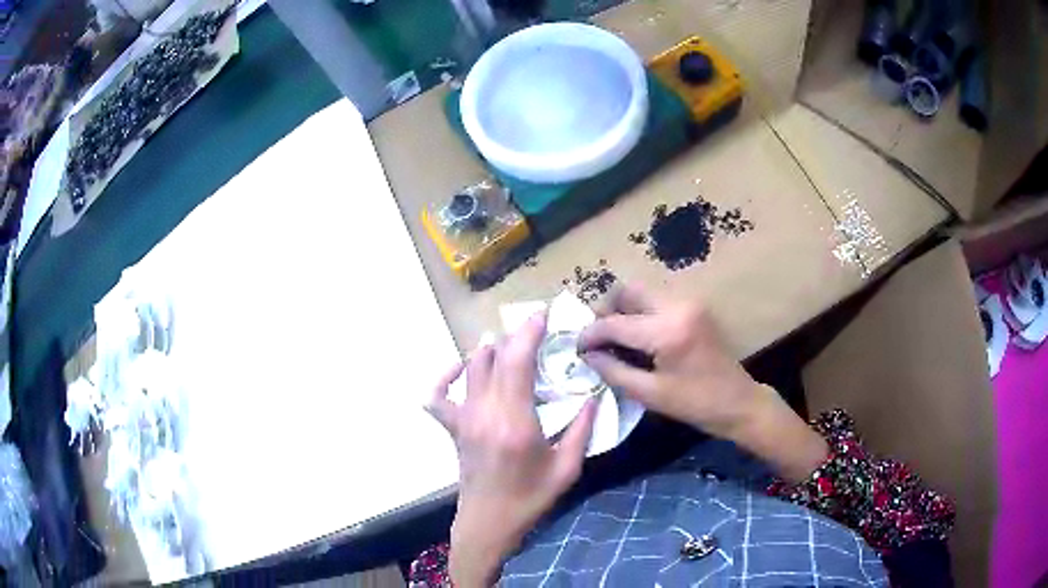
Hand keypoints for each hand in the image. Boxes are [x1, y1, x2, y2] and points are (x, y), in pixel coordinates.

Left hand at [427, 312, 597, 586]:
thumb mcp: (567, 468)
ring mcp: (464, 419)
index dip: (529, 333)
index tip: (542, 314)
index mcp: (515, 422)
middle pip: (495, 358)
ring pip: (471, 368)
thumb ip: (583, 429)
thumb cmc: (531, 499)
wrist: (489, 523)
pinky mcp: (453, 427)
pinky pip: (438, 395)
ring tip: (510, 345)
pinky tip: (461, 369)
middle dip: (515, 335)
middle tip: (535, 328)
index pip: (517, 362)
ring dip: (490, 350)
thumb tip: (593, 395)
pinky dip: (446, 376)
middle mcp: (485, 413)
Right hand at [578, 284, 826, 482]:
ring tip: (613, 338)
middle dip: (606, 310)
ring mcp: (689, 303)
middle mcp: (677, 306)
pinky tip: (636, 337)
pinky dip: (640, 314)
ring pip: (643, 293)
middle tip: (596, 336)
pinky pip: (657, 301)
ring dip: (623, 310)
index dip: (590, 334)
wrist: (739, 402)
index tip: (575, 346)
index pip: (615, 323)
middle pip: (629, 291)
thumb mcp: (650, 394)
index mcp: (667, 330)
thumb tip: (587, 355)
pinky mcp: (694, 308)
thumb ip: (613, 371)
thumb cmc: (696, 404)